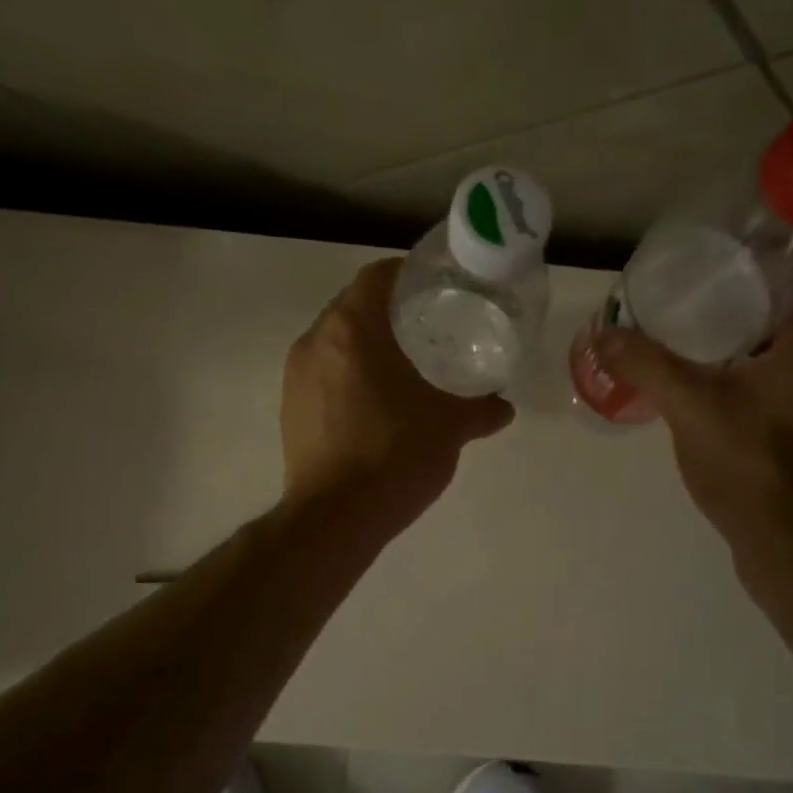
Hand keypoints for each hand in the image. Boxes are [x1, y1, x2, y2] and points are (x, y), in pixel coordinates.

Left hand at [282, 258, 512, 531]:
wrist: (335, 517)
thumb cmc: (395, 454)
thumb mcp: (449, 427)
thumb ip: (480, 409)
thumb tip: (503, 407)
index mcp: (350, 328)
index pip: (377, 276)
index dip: (408, 275)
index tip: (437, 287)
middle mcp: (314, 341)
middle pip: (353, 306)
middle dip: (390, 311)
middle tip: (429, 326)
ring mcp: (295, 376)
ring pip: (335, 342)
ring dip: (366, 345)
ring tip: (404, 364)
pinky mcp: (289, 409)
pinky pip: (322, 374)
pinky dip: (348, 375)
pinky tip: (376, 403)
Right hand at [593, 285, 792, 564]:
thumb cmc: (751, 463)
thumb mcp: (689, 406)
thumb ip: (646, 364)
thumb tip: (603, 333)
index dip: (752, 265)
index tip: (706, 268)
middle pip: (788, 313)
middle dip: (739, 304)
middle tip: (685, 304)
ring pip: (788, 353)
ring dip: (746, 345)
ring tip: (691, 344)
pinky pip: (787, 385)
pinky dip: (755, 378)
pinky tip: (714, 392)